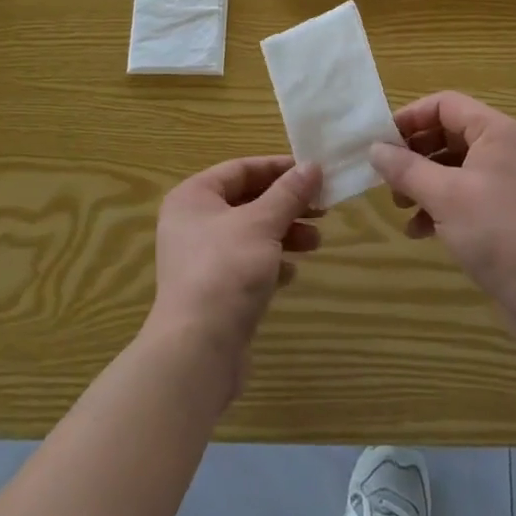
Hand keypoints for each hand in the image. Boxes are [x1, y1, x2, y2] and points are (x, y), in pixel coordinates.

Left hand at [146, 156, 322, 393]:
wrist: (198, 350)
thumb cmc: (227, 269)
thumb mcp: (263, 223)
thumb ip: (289, 193)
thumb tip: (312, 165)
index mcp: (194, 197)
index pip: (241, 169)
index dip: (278, 168)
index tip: (313, 172)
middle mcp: (192, 223)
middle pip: (247, 201)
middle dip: (287, 205)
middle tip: (323, 209)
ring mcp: (201, 259)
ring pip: (250, 234)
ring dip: (285, 234)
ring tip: (316, 242)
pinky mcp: (213, 291)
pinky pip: (247, 265)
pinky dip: (271, 263)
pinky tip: (292, 273)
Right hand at [369, 92, 515, 319]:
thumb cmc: (496, 232)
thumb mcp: (444, 196)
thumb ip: (406, 168)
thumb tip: (374, 149)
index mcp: (496, 131)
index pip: (445, 104)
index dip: (410, 118)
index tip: (381, 141)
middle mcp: (504, 147)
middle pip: (447, 133)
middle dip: (414, 155)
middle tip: (387, 176)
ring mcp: (506, 179)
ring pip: (453, 165)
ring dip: (422, 181)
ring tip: (400, 205)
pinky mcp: (504, 208)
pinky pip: (464, 192)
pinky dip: (439, 204)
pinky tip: (419, 230)